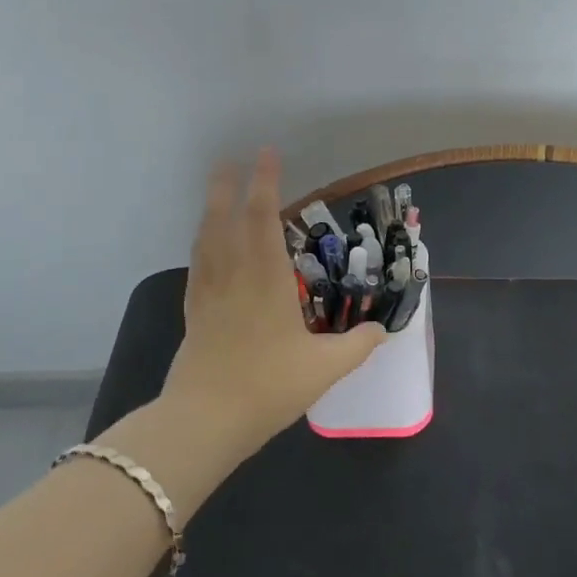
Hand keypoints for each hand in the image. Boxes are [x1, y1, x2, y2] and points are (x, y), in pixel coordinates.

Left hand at [97, 151, 382, 518]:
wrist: (204, 422)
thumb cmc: (267, 387)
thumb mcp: (324, 368)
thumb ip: (358, 346)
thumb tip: (382, 330)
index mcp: (266, 281)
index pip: (263, 219)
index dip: (265, 183)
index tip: (267, 154)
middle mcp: (234, 277)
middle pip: (227, 220)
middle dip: (230, 186)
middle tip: (231, 159)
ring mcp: (209, 294)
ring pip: (207, 239)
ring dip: (211, 209)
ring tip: (216, 190)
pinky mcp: (194, 314)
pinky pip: (197, 265)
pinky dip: (202, 243)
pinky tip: (205, 244)